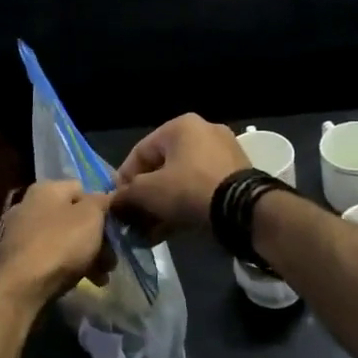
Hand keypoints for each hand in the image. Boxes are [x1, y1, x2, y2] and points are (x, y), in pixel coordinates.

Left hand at [0, 181, 112, 303]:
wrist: (19, 287)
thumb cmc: (60, 244)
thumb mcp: (91, 216)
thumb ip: (102, 202)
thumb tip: (106, 197)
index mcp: (46, 188)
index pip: (82, 189)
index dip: (102, 208)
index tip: (114, 230)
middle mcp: (28, 204)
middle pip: (73, 218)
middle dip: (96, 239)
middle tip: (111, 261)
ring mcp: (18, 232)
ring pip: (62, 240)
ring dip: (85, 256)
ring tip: (101, 279)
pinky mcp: (14, 259)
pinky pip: (48, 257)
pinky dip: (65, 267)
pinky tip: (79, 283)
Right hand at [114, 114, 249, 233]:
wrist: (244, 210)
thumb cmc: (190, 190)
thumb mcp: (148, 192)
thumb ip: (126, 195)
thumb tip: (113, 204)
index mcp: (180, 126)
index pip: (140, 152)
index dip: (124, 180)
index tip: (118, 204)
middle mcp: (203, 132)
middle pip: (162, 167)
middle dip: (146, 196)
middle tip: (135, 220)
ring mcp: (223, 153)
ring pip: (181, 180)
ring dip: (163, 205)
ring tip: (151, 231)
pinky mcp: (237, 176)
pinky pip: (201, 188)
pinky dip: (185, 205)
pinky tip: (171, 230)